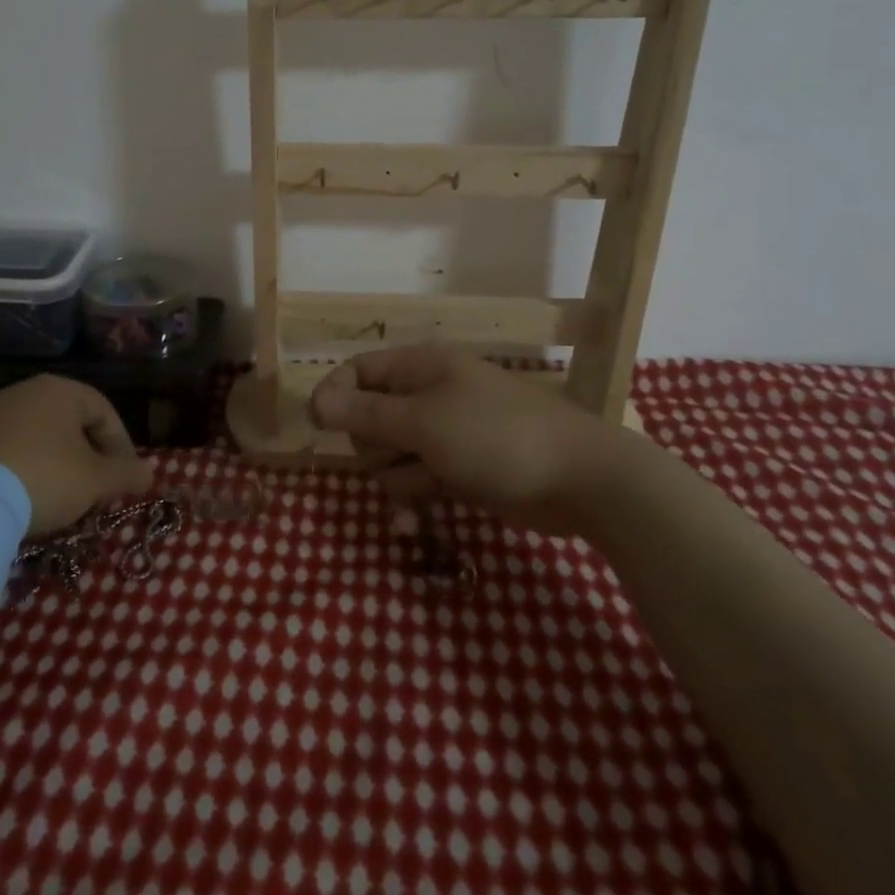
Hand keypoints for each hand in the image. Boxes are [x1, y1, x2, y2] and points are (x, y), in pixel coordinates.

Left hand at [0, 376, 150, 534]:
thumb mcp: (95, 481)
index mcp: (60, 391)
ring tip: (55, 504)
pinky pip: (2, 455)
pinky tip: (16, 505)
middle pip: (68, 425)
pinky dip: (17, 475)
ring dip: (52, 468)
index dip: (122, 448)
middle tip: (93, 494)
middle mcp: (23, 392)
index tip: (124, 481)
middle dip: (86, 460)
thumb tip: (150, 473)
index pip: (105, 413)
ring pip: (34, 440)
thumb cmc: (43, 477)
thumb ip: (126, 474)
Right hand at [309, 344, 650, 537]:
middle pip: (370, 418)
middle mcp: (429, 395)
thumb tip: (314, 401)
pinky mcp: (458, 469)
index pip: (359, 371)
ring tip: (430, 483)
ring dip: (399, 477)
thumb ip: (365, 414)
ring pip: (391, 455)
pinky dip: (413, 500)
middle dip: (375, 444)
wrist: (580, 481)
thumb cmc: (496, 437)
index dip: (336, 394)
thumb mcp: (423, 423)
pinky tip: (413, 526)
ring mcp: (445, 434)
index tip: (318, 426)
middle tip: (403, 453)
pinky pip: (417, 480)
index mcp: (421, 367)